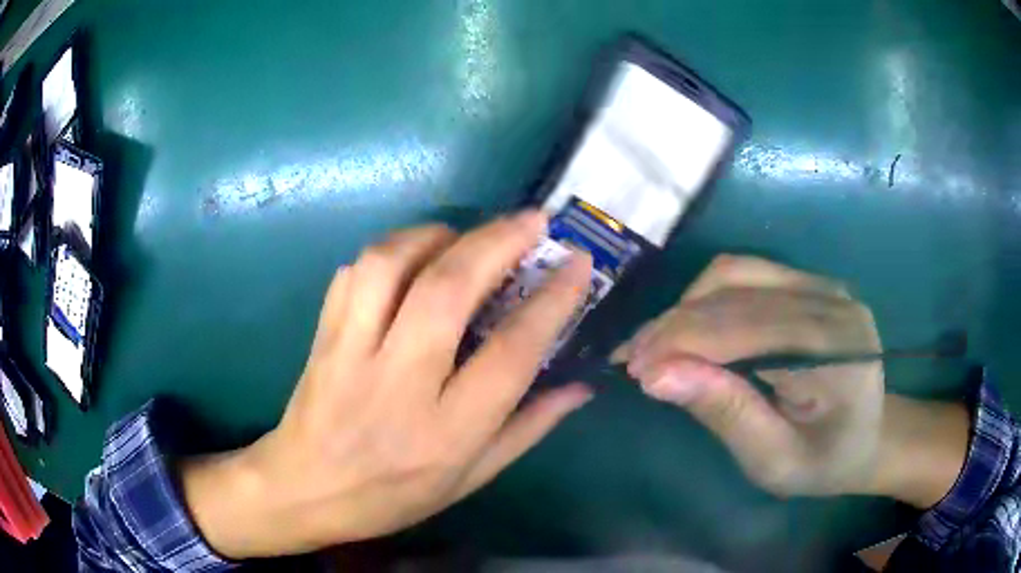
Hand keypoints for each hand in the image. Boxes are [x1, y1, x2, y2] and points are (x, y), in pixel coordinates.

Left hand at [182, 212, 593, 557]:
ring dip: (435, 234)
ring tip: (464, 234)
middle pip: (448, 291)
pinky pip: (354, 274)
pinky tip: (410, 258)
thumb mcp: (470, 478)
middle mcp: (399, 383)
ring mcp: (351, 353)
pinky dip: (389, 252)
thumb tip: (581, 386)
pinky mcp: (323, 336)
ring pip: (389, 266)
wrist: (305, 491)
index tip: (579, 262)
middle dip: (497, 242)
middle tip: (533, 219)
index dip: (552, 301)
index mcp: (447, 431)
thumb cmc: (393, 496)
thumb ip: (528, 428)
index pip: (510, 353)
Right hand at [612, 255, 966, 503]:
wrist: (870, 436)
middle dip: (675, 326)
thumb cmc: (825, 461)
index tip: (634, 371)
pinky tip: (689, 326)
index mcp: (837, 352)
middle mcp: (833, 302)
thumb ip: (726, 414)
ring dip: (686, 306)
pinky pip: (747, 273)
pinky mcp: (809, 282)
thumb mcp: (775, 461)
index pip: (749, 329)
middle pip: (738, 295)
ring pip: (735, 273)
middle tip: (631, 359)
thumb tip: (658, 376)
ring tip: (655, 344)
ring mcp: (822, 284)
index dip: (684, 344)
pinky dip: (707, 297)